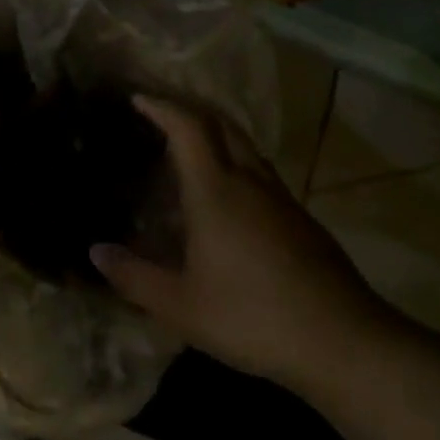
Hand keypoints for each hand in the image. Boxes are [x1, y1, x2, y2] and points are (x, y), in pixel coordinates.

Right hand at [90, 97, 396, 394]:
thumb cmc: (253, 316)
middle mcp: (249, 180)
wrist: (344, 341)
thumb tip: (96, 252)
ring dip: (215, 132)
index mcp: (215, 190)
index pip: (187, 127)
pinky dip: (235, 159)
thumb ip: (135, 277)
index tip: (138, 98)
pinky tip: (227, 191)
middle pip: (220, 123)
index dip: (161, 106)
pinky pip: (260, 169)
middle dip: (189, 107)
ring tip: (189, 144)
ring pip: (244, 144)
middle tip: (161, 110)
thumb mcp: (181, 306)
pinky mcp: (300, 218)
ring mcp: (280, 197)